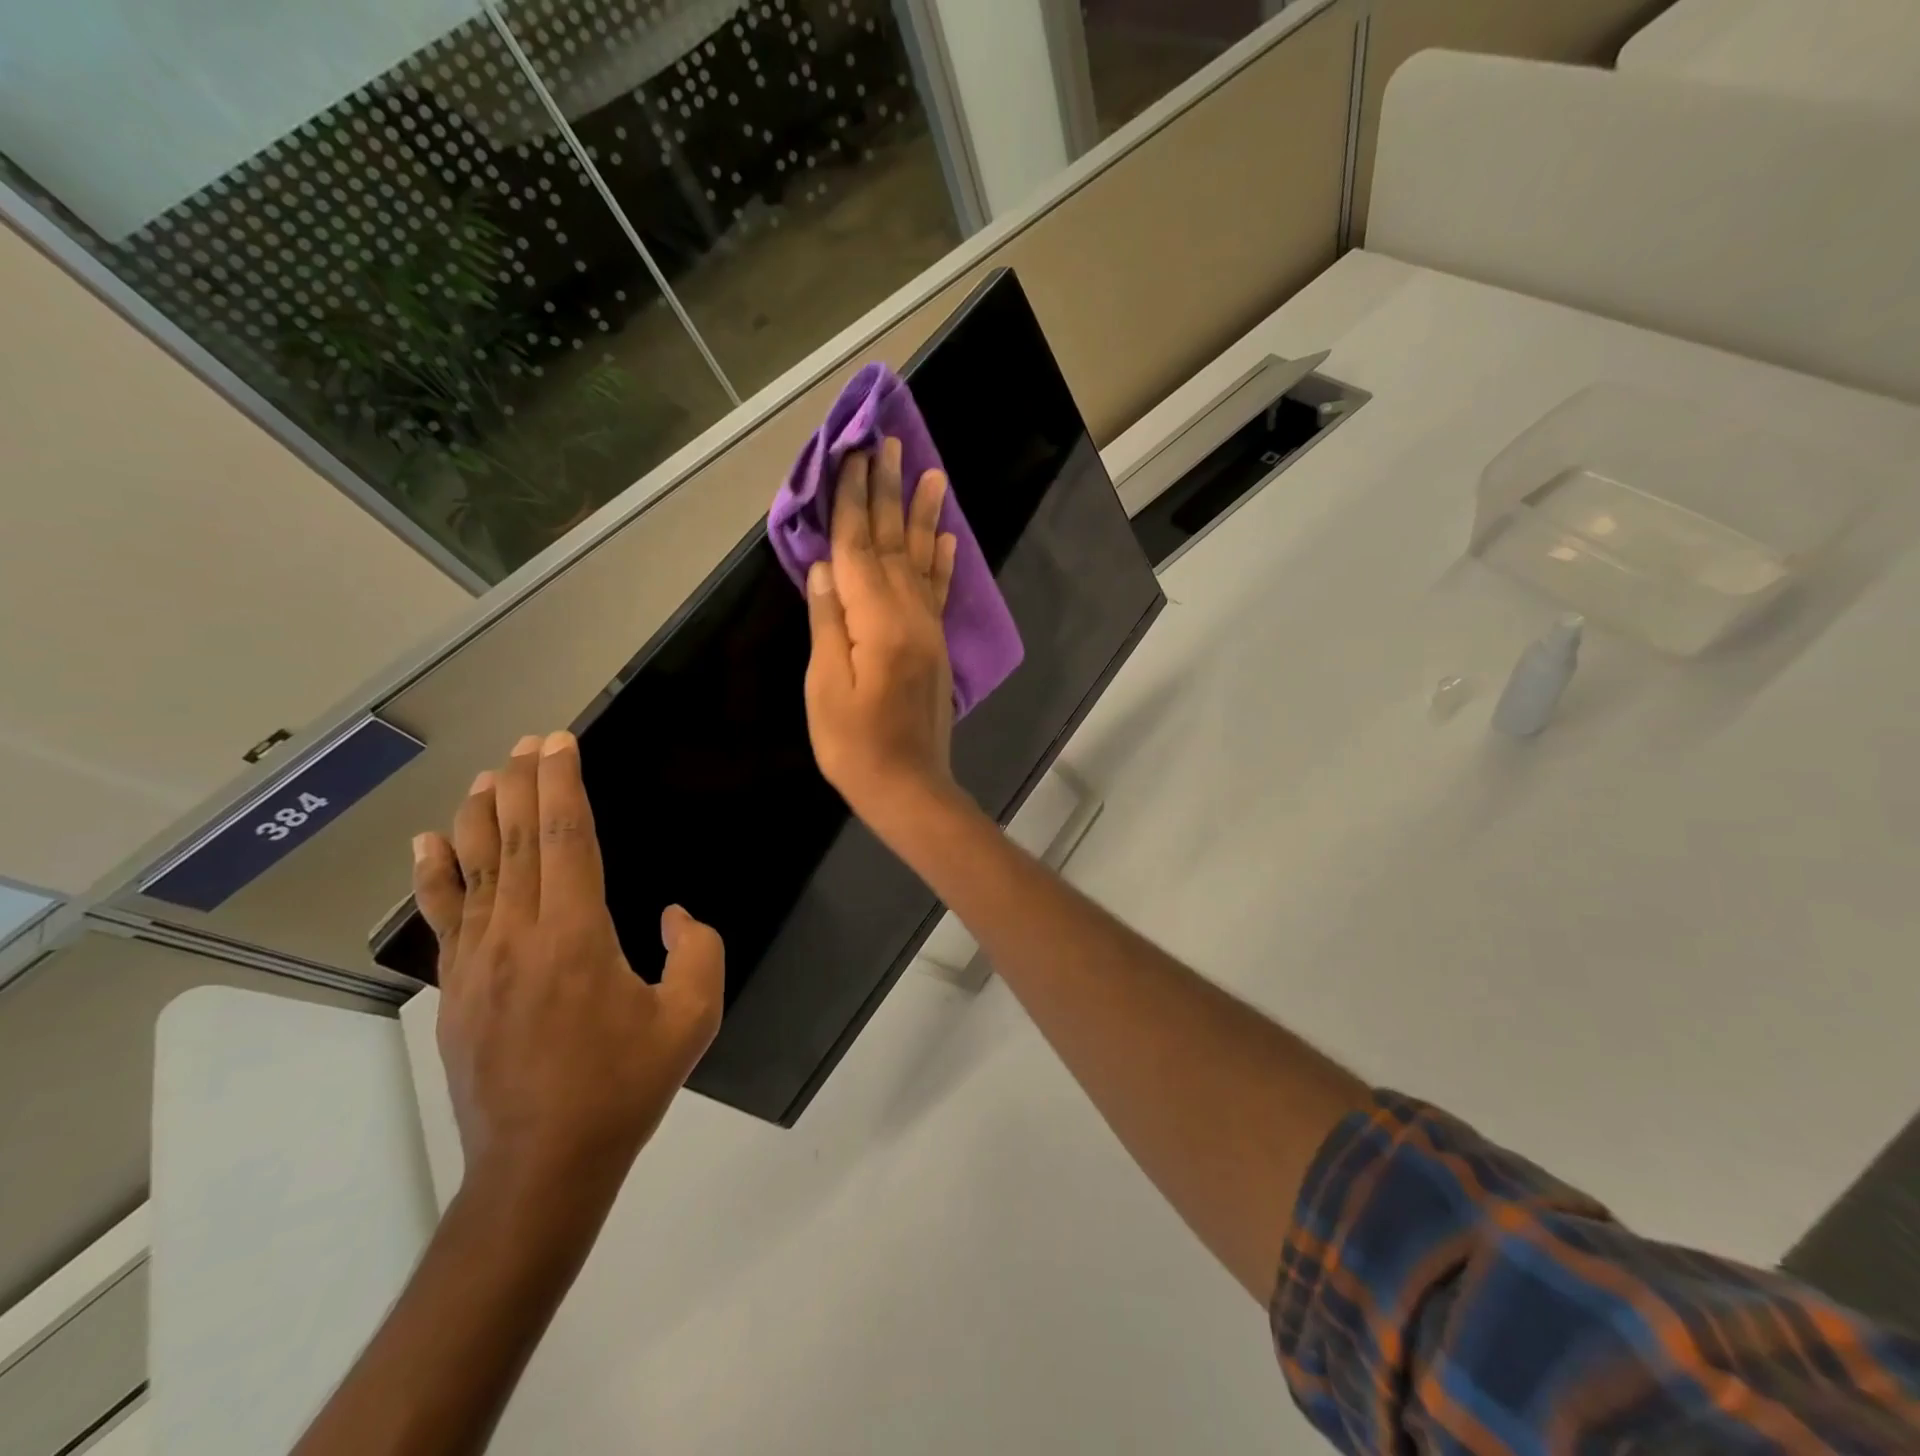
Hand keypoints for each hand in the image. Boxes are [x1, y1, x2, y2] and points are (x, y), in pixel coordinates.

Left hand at [412, 731, 723, 1204]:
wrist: (542, 1165)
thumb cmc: (625, 1086)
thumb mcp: (693, 1016)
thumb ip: (698, 950)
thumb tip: (672, 915)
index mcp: (577, 935)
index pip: (565, 838)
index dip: (561, 784)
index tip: (559, 742)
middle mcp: (519, 935)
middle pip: (514, 841)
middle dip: (520, 784)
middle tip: (526, 743)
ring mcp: (478, 962)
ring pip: (475, 869)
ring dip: (479, 815)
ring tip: (485, 775)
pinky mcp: (456, 989)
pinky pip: (444, 916)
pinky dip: (435, 873)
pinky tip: (429, 842)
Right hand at [804, 437, 960, 831]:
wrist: (909, 787)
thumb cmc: (854, 745)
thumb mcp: (824, 686)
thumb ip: (827, 622)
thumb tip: (824, 565)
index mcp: (876, 621)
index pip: (857, 547)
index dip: (851, 500)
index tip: (852, 453)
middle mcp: (909, 615)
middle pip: (893, 542)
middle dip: (886, 491)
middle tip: (887, 441)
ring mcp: (928, 629)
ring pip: (922, 559)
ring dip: (922, 514)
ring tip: (929, 471)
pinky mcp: (936, 646)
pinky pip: (939, 592)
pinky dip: (942, 560)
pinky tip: (946, 536)